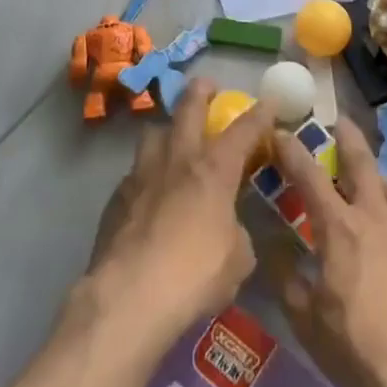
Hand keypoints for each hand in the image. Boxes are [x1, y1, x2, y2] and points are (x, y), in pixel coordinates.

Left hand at [83, 79, 273, 354]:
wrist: (128, 299)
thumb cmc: (194, 275)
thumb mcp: (237, 259)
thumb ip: (237, 231)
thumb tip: (228, 228)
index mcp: (214, 168)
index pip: (244, 129)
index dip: (261, 113)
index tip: (270, 101)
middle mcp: (177, 159)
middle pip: (188, 107)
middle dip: (201, 92)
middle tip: (208, 87)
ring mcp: (141, 174)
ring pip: (153, 133)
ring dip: (167, 130)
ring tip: (173, 142)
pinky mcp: (116, 198)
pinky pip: (135, 172)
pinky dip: (147, 174)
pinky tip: (150, 195)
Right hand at [266, 121, 386, 386]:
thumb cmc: (359, 350)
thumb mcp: (306, 320)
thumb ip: (286, 276)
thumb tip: (271, 244)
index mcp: (339, 228)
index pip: (309, 176)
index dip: (292, 151)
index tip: (281, 132)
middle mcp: (376, 217)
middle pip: (362, 163)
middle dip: (348, 137)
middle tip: (341, 122)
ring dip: (379, 180)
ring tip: (374, 187)